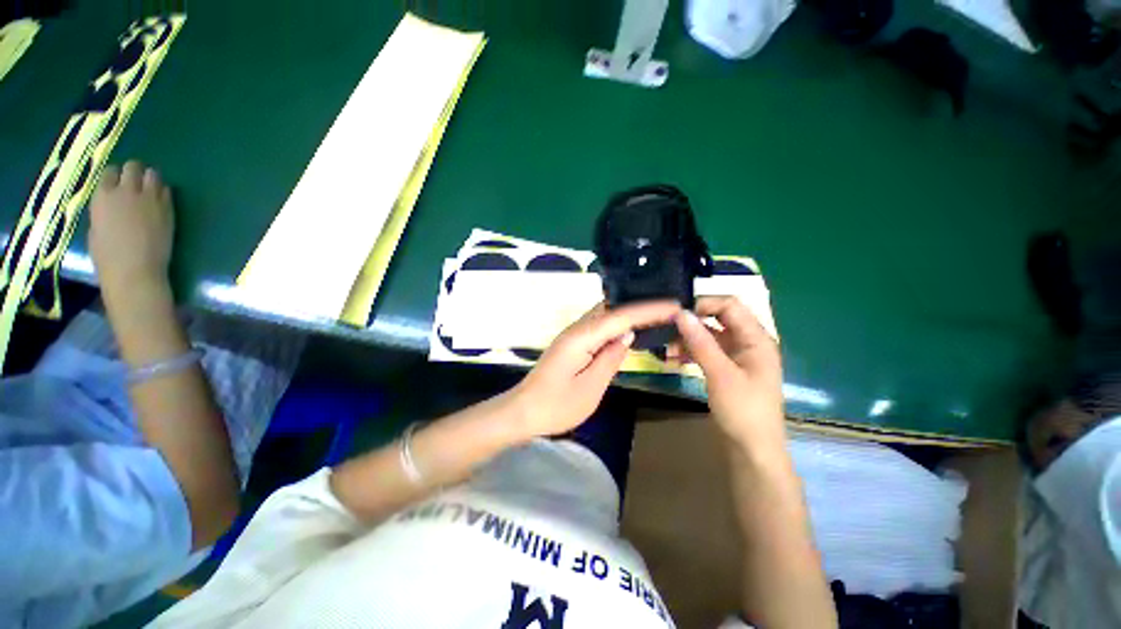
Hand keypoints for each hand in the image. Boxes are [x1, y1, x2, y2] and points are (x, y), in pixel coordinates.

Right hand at [88, 161, 173, 295]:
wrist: (135, 269)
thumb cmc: (108, 255)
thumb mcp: (96, 227)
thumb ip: (104, 210)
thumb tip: (111, 205)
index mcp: (103, 196)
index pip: (109, 171)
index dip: (114, 176)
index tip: (116, 183)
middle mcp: (126, 191)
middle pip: (133, 167)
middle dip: (133, 172)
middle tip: (134, 182)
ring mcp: (149, 198)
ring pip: (153, 174)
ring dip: (150, 178)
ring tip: (148, 189)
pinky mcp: (168, 209)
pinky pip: (167, 190)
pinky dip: (162, 191)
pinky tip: (159, 200)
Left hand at [509, 300, 681, 438]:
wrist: (523, 412)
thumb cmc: (556, 405)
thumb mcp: (590, 388)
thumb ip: (610, 358)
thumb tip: (628, 335)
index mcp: (582, 336)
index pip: (621, 316)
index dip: (649, 310)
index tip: (675, 306)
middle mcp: (577, 328)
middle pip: (612, 308)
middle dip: (641, 306)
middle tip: (669, 309)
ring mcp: (573, 334)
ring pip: (605, 315)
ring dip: (629, 313)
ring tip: (656, 316)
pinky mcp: (572, 343)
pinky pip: (599, 326)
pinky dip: (617, 324)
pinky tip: (629, 329)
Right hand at [672, 296, 785, 447]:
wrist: (752, 450)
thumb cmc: (743, 410)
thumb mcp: (720, 374)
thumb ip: (700, 342)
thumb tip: (681, 313)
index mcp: (756, 339)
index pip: (730, 305)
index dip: (704, 304)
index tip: (677, 314)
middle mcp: (748, 342)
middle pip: (718, 319)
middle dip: (692, 322)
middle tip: (666, 328)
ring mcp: (737, 356)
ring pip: (709, 335)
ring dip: (688, 338)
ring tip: (666, 348)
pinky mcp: (727, 368)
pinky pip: (707, 351)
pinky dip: (691, 352)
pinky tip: (673, 359)